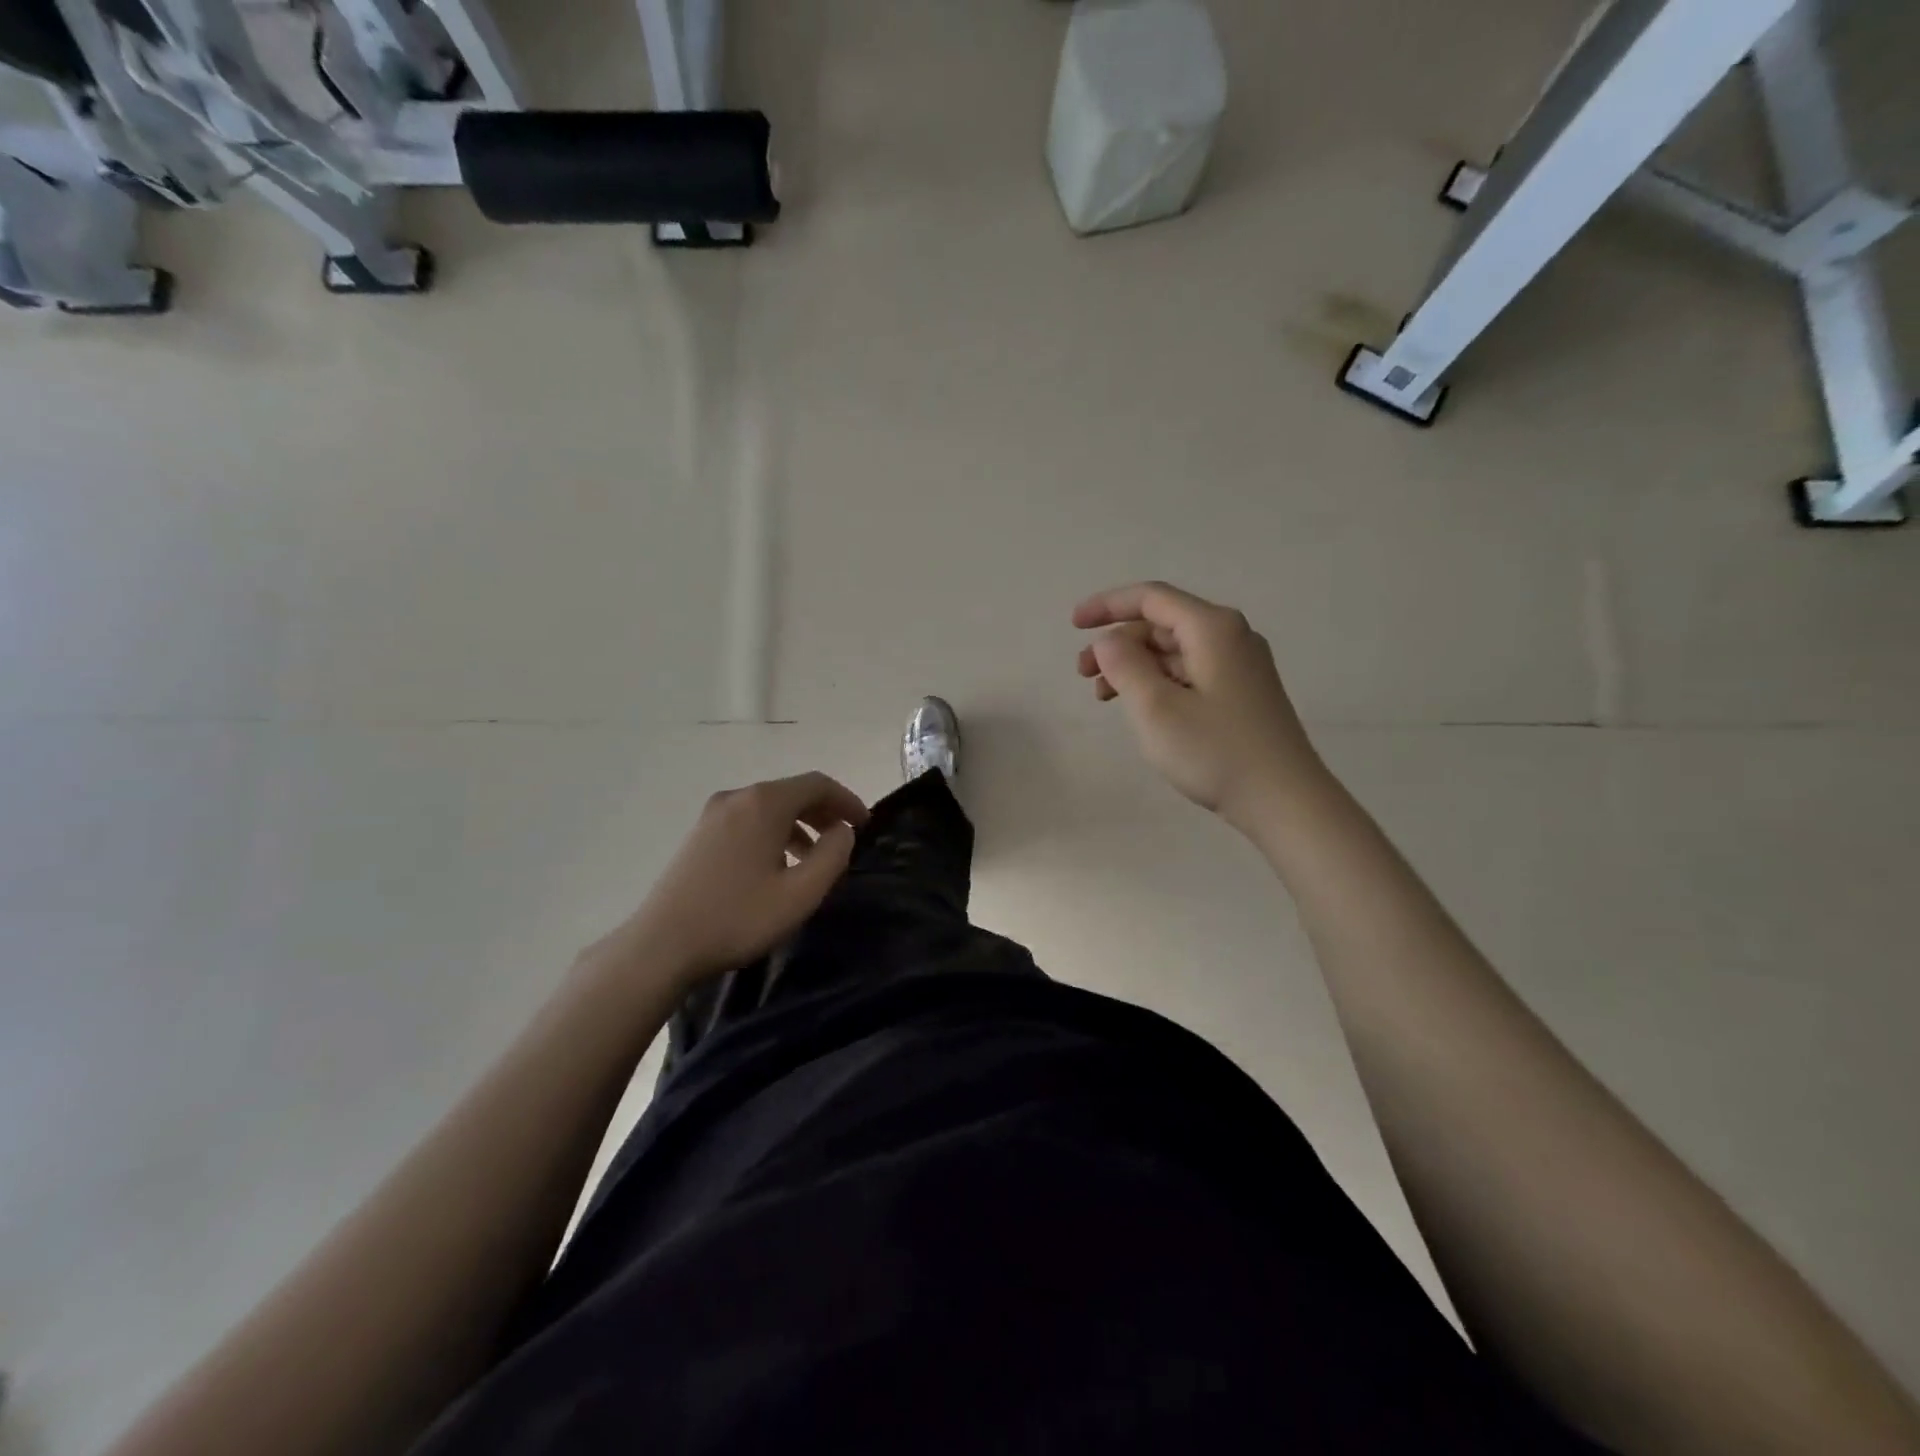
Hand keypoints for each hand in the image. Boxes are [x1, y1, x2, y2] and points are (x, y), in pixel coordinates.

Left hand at [601, 772, 869, 989]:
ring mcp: (713, 815)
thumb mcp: (801, 893)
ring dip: (799, 826)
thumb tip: (842, 831)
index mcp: (764, 803)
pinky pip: (748, 821)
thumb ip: (833, 856)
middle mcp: (738, 797)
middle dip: (824, 812)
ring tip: (814, 860)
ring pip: (769, 808)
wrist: (661, 945)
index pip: (817, 784)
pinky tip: (777, 868)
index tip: (865, 825)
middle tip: (845, 839)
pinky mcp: (699, 835)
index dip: (847, 801)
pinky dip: (773, 833)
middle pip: (792, 792)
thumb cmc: (738, 917)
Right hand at [1074, 582, 1324, 832]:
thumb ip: (1125, 666)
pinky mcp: (1241, 693)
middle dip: (1117, 643)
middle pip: (1161, 623)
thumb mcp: (1156, 708)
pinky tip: (1140, 709)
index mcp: (1212, 628)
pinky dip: (1156, 682)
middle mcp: (1230, 636)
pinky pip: (1189, 672)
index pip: (1151, 598)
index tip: (1073, 625)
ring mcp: (1239, 665)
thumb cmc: (1216, 752)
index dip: (1107, 605)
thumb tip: (1108, 641)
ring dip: (1133, 666)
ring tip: (1103, 697)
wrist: (1285, 802)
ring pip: (1173, 651)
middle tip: (1082, 674)